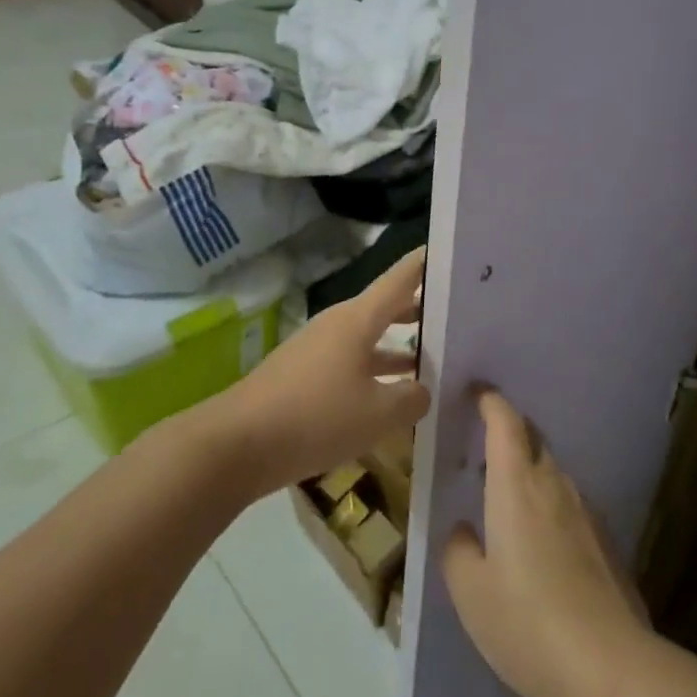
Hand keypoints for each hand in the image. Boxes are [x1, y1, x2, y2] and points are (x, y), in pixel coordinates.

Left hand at [207, 249, 430, 496]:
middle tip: (458, 312)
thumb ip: (412, 398)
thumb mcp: (378, 414)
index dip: (426, 263)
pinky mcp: (305, 375)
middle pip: (387, 306)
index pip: (401, 278)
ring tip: (437, 356)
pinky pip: (352, 362)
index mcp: (359, 319)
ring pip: (370, 337)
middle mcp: (339, 324)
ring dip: (400, 344)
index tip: (454, 252)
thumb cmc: (316, 417)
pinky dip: (376, 369)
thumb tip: (423, 389)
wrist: (238, 444)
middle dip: (422, 308)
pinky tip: (392, 394)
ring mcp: (318, 348)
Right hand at [442, 391, 649, 696]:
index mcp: (516, 485)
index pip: (506, 421)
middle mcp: (554, 485)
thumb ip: (458, 549)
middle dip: (508, 433)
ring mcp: (586, 512)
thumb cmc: (527, 622)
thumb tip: (463, 529)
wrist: (610, 667)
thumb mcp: (470, 592)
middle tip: (482, 453)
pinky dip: (548, 505)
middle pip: (532, 439)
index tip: (475, 392)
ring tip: (505, 502)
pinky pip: (569, 505)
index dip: (490, 400)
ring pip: (552, 472)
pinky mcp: (605, 541)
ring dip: (528, 472)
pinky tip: (539, 545)